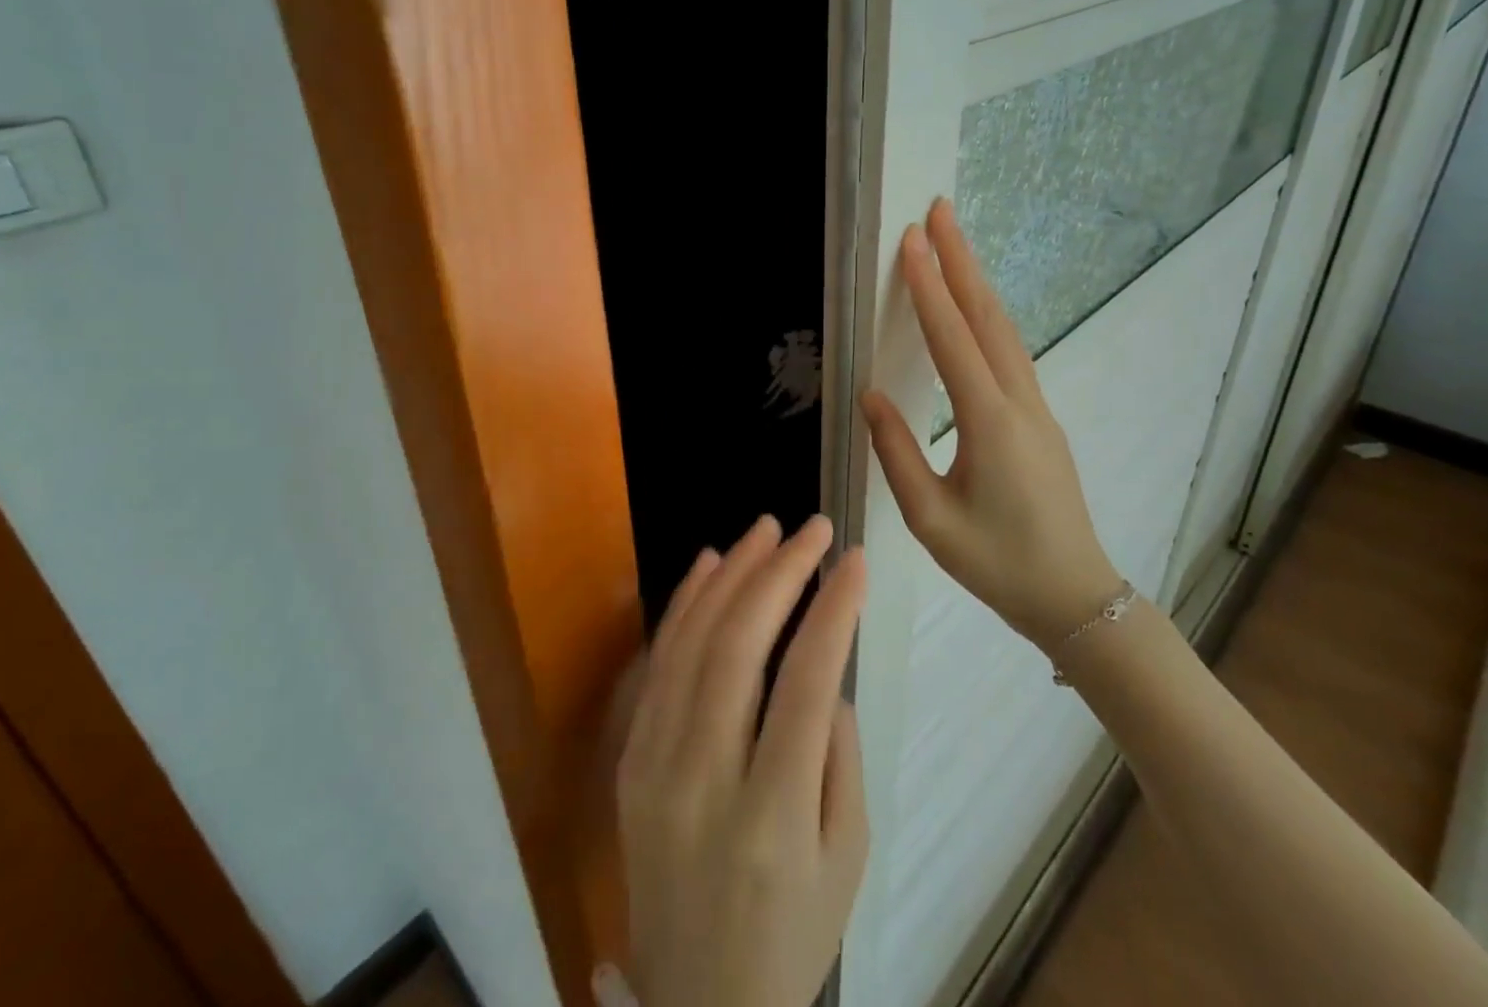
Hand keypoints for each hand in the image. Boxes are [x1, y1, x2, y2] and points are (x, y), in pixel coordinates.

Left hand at [615, 515, 868, 1006]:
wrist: (696, 1003)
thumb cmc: (792, 932)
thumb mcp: (848, 860)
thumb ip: (840, 757)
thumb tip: (824, 669)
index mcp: (773, 819)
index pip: (806, 685)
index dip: (834, 610)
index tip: (856, 560)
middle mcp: (705, 781)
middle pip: (740, 648)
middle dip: (780, 573)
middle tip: (812, 529)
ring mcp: (656, 765)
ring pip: (692, 642)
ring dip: (731, 574)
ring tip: (766, 530)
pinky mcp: (631, 757)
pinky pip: (659, 664)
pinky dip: (685, 604)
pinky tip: (710, 564)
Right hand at [861, 199, 1121, 652]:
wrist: (1075, 597)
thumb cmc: (997, 563)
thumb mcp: (930, 519)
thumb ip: (897, 452)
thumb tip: (871, 395)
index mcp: (990, 424)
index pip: (953, 339)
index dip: (929, 287)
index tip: (912, 241)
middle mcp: (1019, 402)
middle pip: (988, 317)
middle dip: (962, 260)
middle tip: (939, 211)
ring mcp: (1036, 408)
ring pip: (1005, 330)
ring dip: (977, 281)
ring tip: (953, 243)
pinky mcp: (1039, 418)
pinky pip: (1010, 352)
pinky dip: (988, 315)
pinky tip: (974, 306)